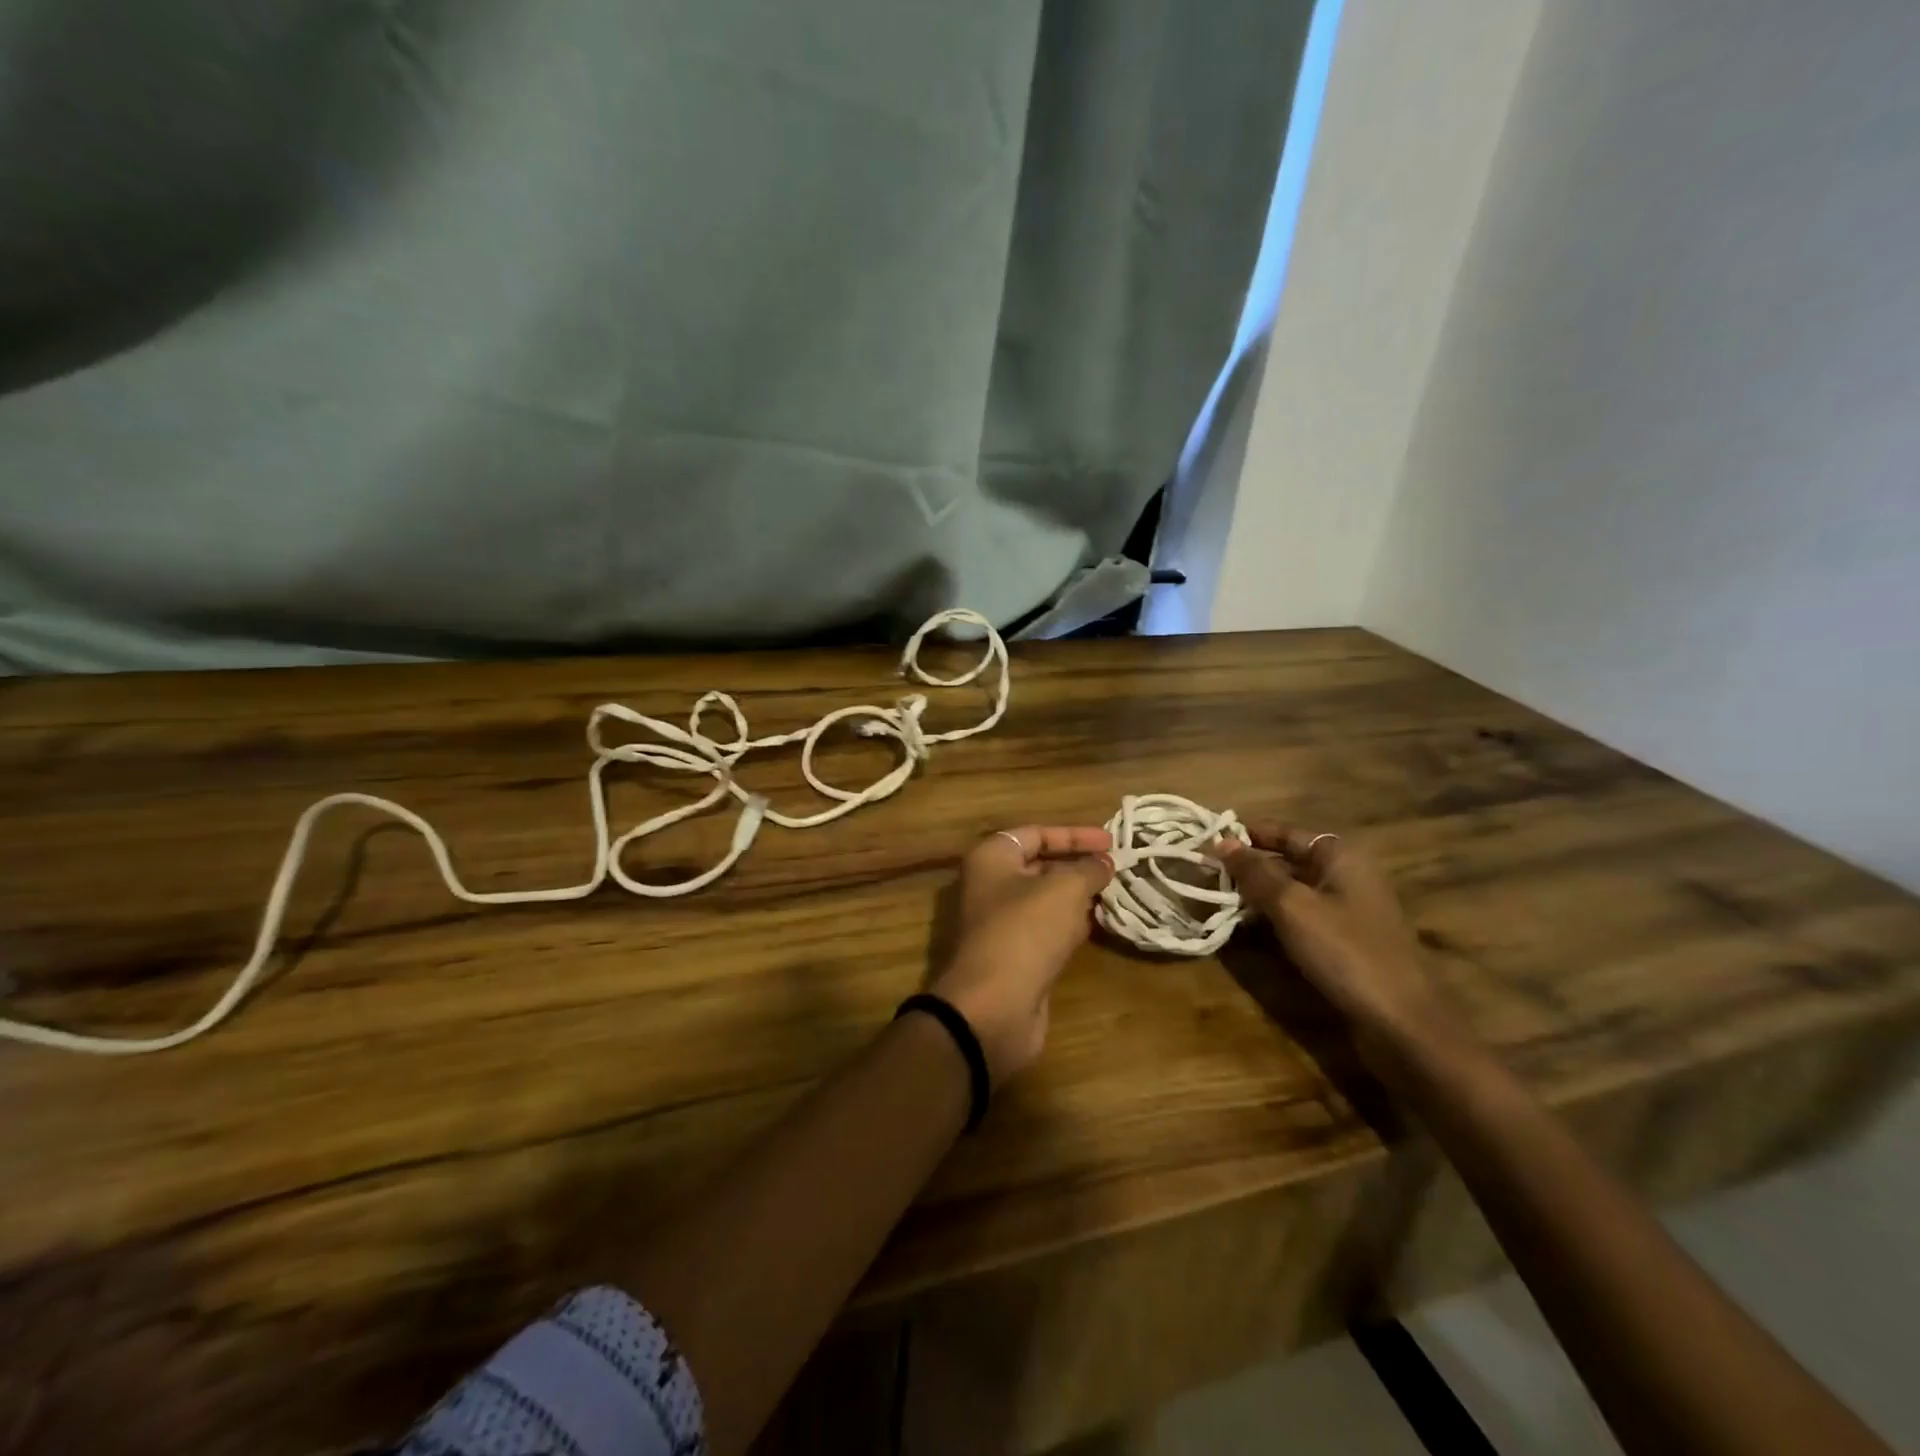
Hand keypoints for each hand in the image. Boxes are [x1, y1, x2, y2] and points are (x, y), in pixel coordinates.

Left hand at [927, 825, 1113, 1087]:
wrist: (994, 1006)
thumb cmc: (1026, 931)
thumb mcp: (1065, 889)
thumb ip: (1088, 869)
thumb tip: (1105, 861)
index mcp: (992, 858)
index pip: (1036, 833)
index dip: (1075, 835)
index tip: (1112, 841)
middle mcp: (991, 885)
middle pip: (1040, 865)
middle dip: (1078, 865)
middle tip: (1118, 867)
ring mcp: (1001, 922)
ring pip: (1046, 899)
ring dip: (1079, 895)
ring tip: (1118, 891)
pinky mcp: (1014, 955)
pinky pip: (1047, 929)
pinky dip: (1072, 924)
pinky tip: (1102, 923)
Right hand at [1211, 824, 1461, 1057]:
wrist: (1402, 1022)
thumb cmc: (1345, 952)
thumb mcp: (1292, 907)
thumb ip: (1255, 872)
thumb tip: (1220, 841)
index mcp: (1340, 856)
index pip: (1284, 831)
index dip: (1246, 835)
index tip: (1207, 842)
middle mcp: (1347, 874)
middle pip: (1288, 859)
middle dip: (1249, 866)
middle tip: (1206, 874)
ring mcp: (1349, 909)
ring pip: (1293, 890)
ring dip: (1258, 894)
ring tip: (1218, 900)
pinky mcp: (1346, 940)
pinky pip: (1303, 916)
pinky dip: (1275, 917)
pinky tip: (1248, 928)